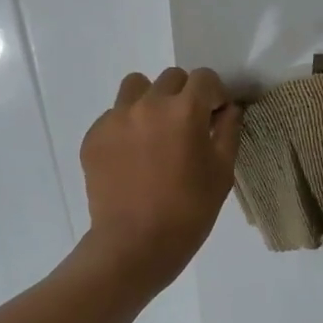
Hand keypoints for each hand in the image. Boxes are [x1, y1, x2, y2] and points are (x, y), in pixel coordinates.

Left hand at [79, 67, 242, 289]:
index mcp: (184, 110)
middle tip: (187, 127)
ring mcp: (116, 118)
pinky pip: (114, 115)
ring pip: (136, 87)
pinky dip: (127, 126)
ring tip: (155, 132)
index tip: (215, 116)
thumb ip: (228, 131)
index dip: (215, 95)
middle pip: (171, 78)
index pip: (205, 78)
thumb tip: (228, 109)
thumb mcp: (222, 172)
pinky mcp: (94, 136)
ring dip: (151, 100)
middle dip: (184, 95)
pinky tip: (132, 157)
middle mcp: (148, 104)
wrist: (134, 245)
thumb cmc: (189, 211)